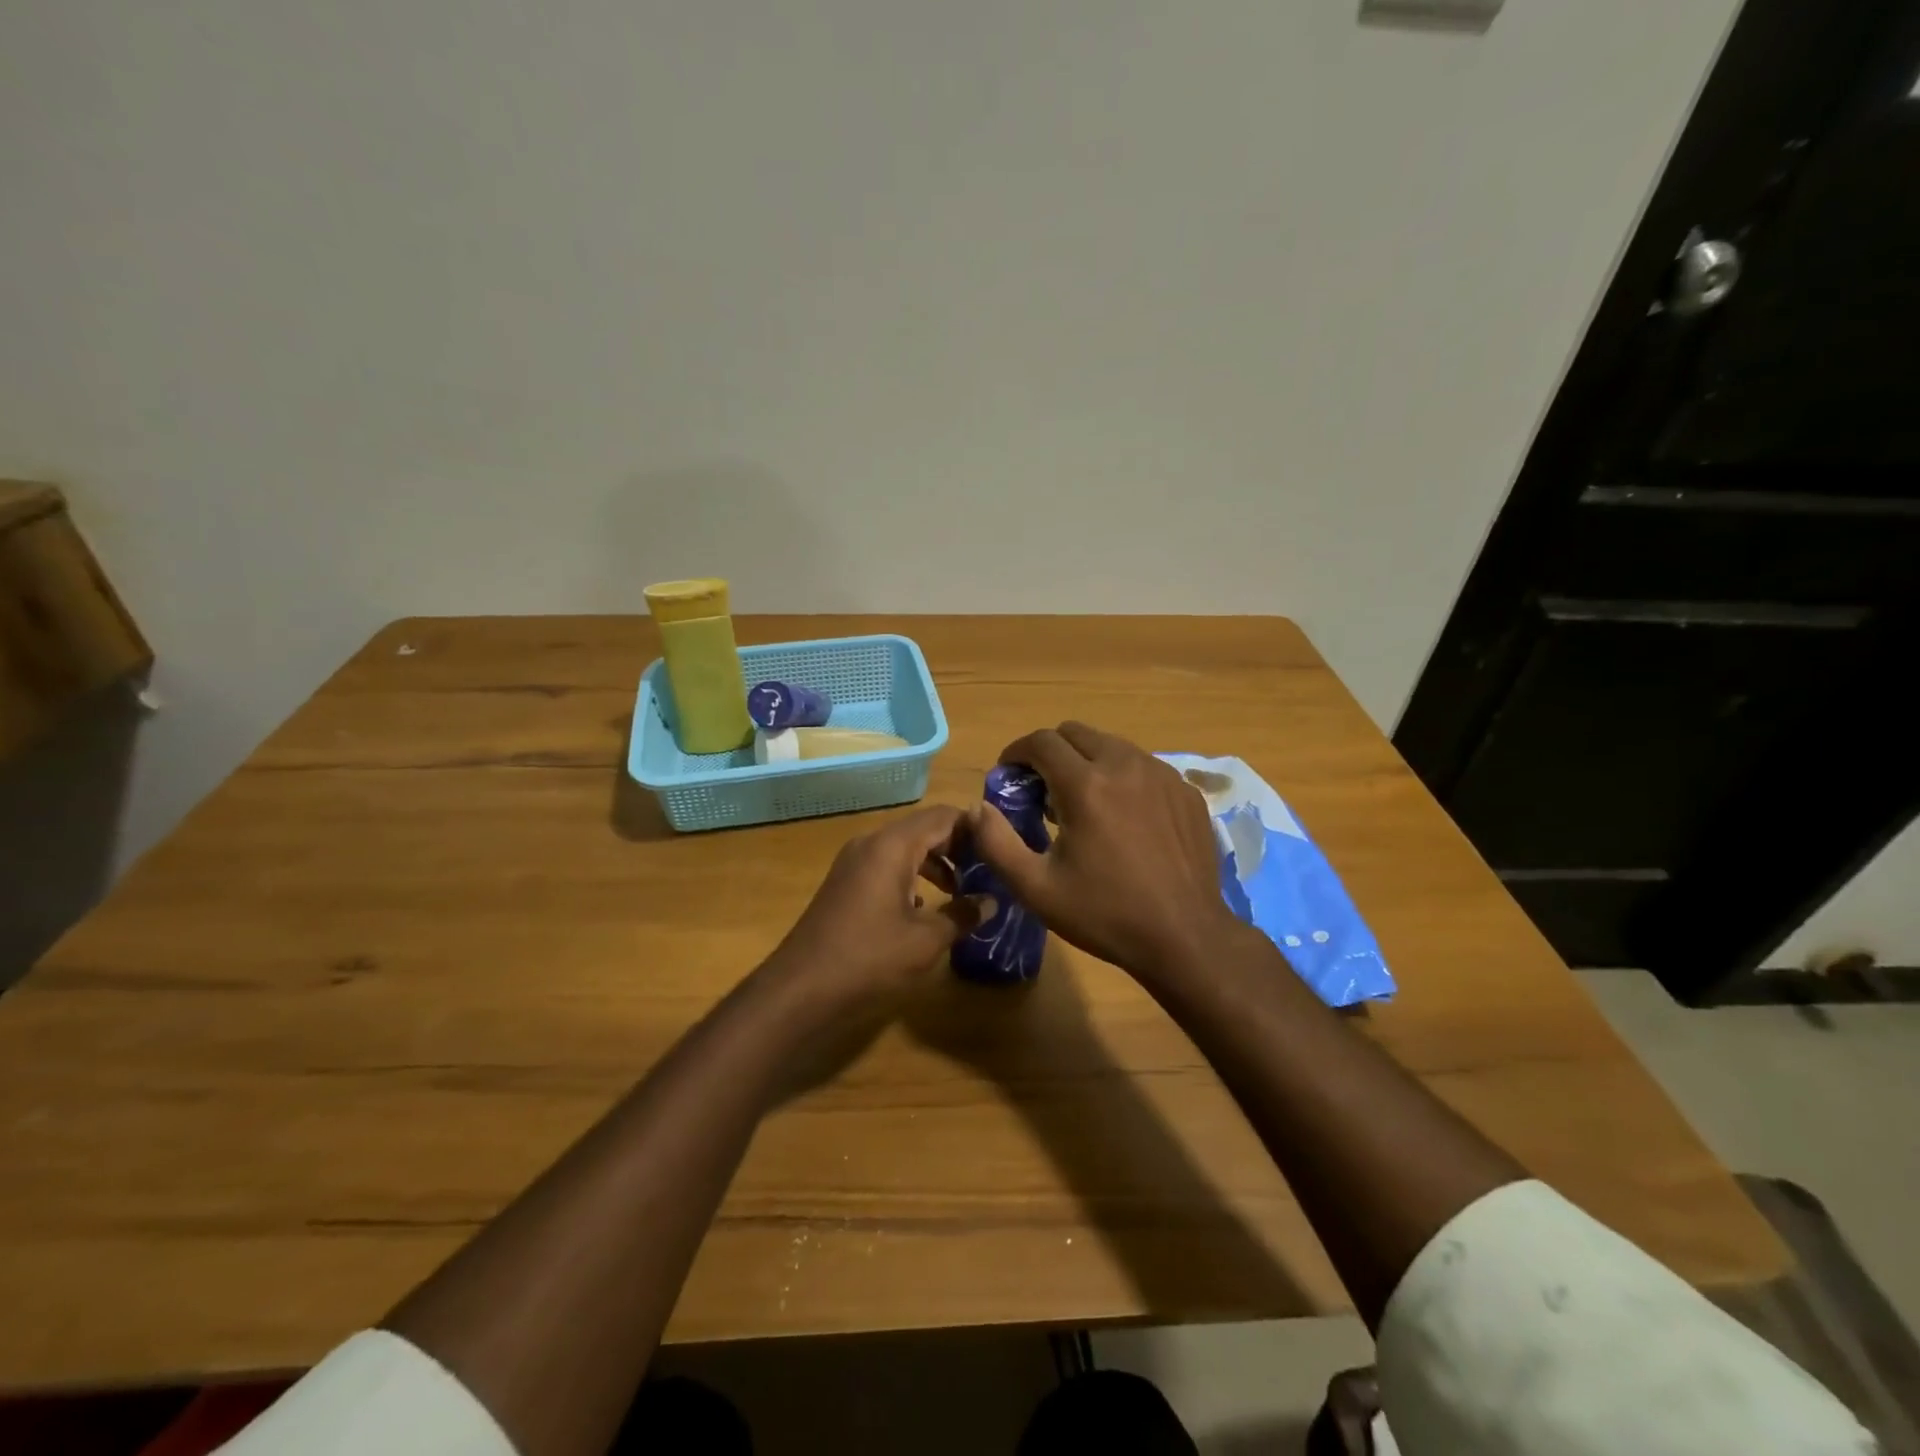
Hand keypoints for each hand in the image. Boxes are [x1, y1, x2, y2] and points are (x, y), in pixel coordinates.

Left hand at [759, 804, 984, 1023]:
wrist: (800, 988)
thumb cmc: (868, 958)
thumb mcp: (925, 940)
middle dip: (957, 846)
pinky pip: (887, 865)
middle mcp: (872, 843)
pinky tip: (924, 908)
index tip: (1001, 849)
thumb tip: (991, 901)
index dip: (975, 828)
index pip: (943, 816)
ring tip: (962, 891)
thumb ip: (962, 915)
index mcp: (893, 845)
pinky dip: (911, 876)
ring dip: (935, 863)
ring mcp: (854, 862)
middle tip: (988, 870)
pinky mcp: (845, 882)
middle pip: (924, 828)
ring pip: (905, 847)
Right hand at [969, 722, 1244, 980]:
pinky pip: (1144, 766)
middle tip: (1042, 789)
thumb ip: (995, 842)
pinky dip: (1122, 777)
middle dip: (1050, 752)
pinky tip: (1123, 816)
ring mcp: (1162, 775)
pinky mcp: (1185, 791)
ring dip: (1087, 761)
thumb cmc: (1105, 914)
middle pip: (1076, 732)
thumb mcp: (1036, 888)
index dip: (1016, 752)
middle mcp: (1125, 765)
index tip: (1008, 775)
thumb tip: (976, 809)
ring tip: (1082, 802)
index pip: (1041, 741)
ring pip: (1112, 745)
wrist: (1185, 937)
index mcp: (1085, 785)